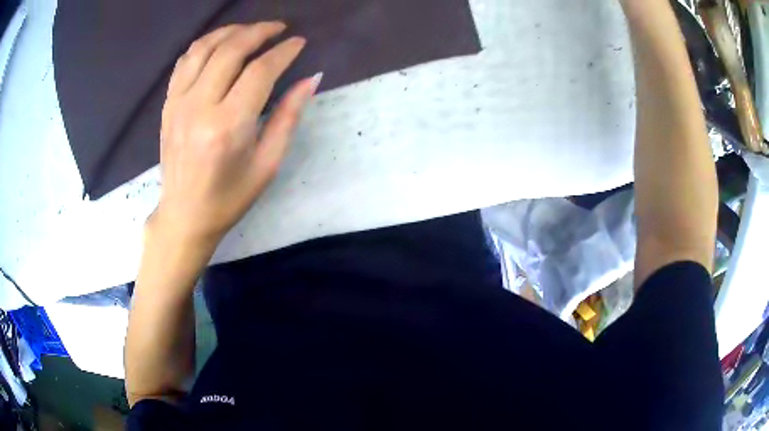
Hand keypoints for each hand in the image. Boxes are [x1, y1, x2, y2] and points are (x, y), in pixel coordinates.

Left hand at [152, 22, 320, 247]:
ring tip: (251, 30)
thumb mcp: (267, 163)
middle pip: (231, 50)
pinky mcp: (168, 105)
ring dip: (231, 31)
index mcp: (228, 126)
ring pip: (204, 48)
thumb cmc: (229, 197)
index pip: (260, 71)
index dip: (283, 52)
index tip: (299, 43)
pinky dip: (204, 44)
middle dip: (259, 31)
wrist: (184, 215)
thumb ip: (288, 116)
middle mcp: (199, 107)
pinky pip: (184, 62)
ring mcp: (178, 103)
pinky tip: (220, 43)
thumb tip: (309, 79)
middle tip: (279, 28)